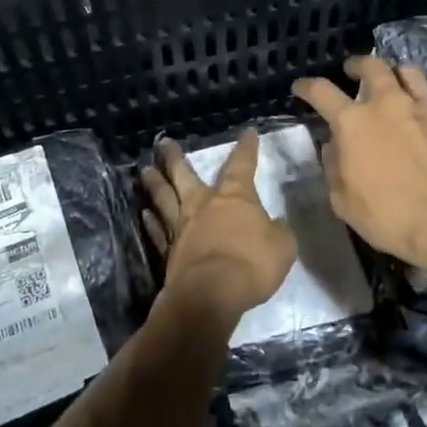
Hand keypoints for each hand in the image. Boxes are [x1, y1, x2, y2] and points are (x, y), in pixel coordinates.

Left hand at [141, 131, 294, 327]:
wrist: (211, 293)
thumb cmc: (251, 264)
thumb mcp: (282, 247)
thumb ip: (277, 232)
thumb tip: (275, 224)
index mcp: (235, 197)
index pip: (242, 165)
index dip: (246, 149)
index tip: (247, 133)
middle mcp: (204, 204)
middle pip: (185, 175)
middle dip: (175, 158)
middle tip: (163, 144)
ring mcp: (182, 227)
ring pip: (164, 198)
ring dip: (154, 183)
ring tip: (145, 170)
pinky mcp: (168, 250)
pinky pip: (158, 231)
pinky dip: (150, 221)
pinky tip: (144, 213)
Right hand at [293, 55, 426, 275]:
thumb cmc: (390, 217)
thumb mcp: (343, 201)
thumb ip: (334, 167)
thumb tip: (334, 146)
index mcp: (353, 122)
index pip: (321, 91)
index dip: (307, 87)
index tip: (301, 88)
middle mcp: (388, 103)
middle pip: (371, 66)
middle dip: (357, 65)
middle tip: (353, 72)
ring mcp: (425, 106)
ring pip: (408, 71)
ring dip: (395, 74)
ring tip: (394, 83)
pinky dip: (426, 99)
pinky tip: (426, 113)